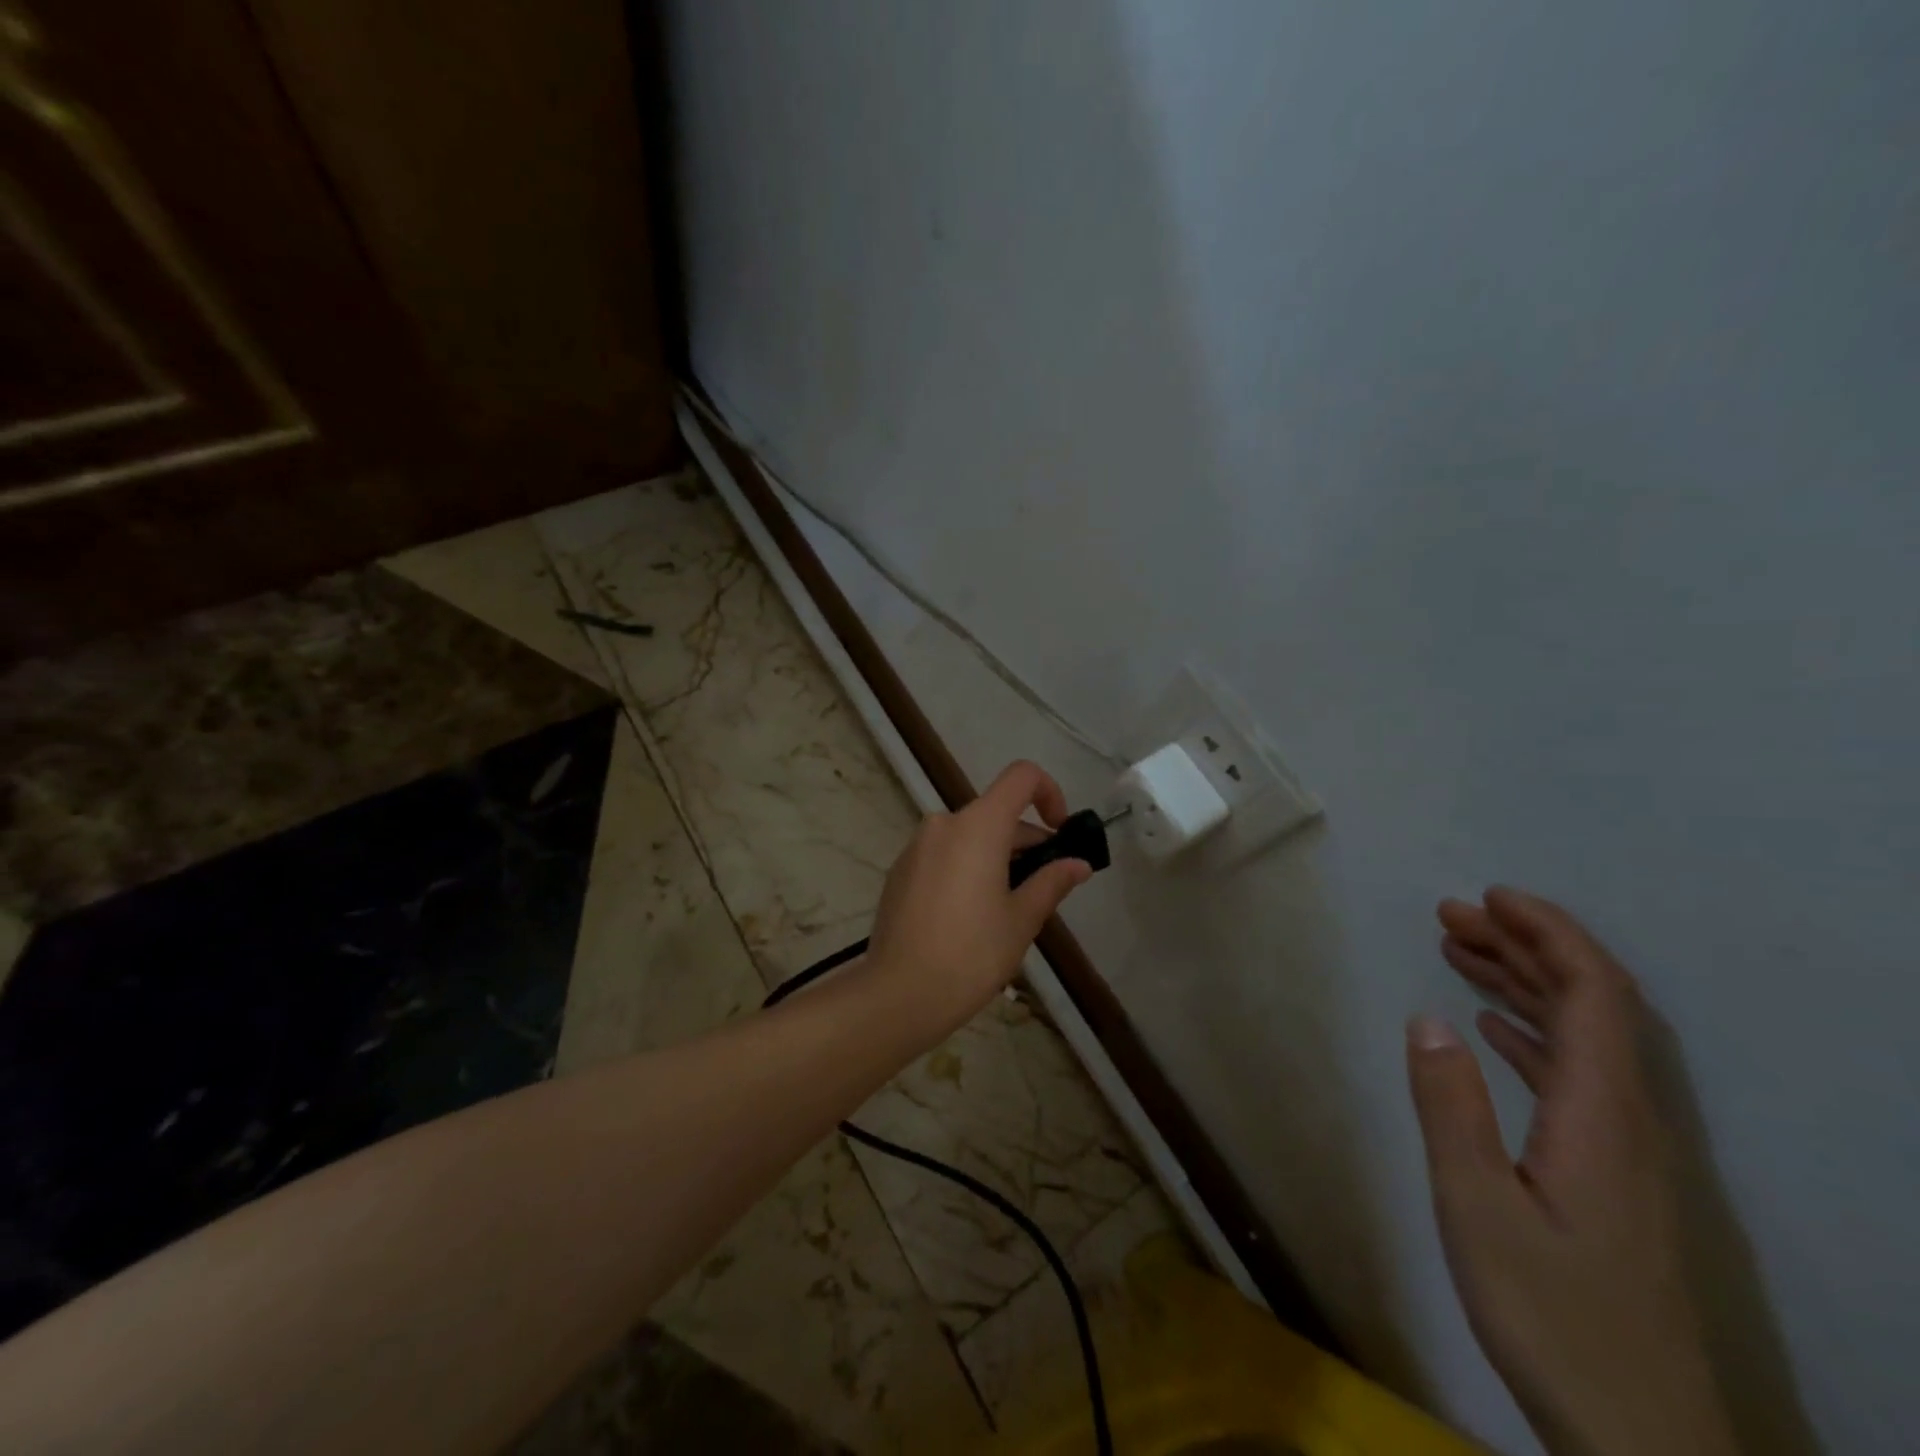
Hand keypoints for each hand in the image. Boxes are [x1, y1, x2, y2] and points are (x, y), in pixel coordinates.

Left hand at [862, 761, 1092, 1044]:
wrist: (899, 993)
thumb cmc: (971, 953)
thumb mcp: (1022, 919)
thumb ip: (1052, 882)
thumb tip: (1078, 864)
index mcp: (978, 825)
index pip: (1021, 777)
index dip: (1050, 793)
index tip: (1060, 833)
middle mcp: (944, 823)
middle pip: (996, 813)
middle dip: (1026, 842)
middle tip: (1044, 888)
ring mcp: (916, 846)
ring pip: (970, 836)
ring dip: (997, 858)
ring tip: (1008, 909)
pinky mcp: (900, 870)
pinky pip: (945, 854)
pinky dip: (967, 868)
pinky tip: (970, 916)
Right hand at [1408, 888, 1736, 1455]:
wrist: (1639, 1435)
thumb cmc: (1551, 1316)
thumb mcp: (1477, 1208)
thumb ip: (1451, 1107)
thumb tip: (1427, 1017)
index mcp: (1603, 1115)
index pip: (1594, 994)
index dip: (1549, 934)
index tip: (1490, 898)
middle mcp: (1629, 1119)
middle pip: (1590, 1005)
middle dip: (1523, 947)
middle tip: (1450, 915)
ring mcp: (1625, 1149)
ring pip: (1582, 1038)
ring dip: (1524, 984)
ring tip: (1458, 952)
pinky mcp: (1613, 1174)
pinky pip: (1575, 1074)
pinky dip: (1532, 1032)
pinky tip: (1490, 1027)